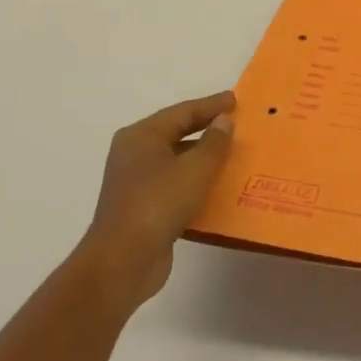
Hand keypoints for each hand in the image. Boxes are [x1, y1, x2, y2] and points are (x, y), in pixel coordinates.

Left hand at [79, 91, 234, 310]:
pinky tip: (218, 187)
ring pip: (177, 161)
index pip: (182, 112)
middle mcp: (134, 154)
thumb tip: (223, 120)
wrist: (123, 261)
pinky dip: (196, 182)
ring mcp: (136, 182)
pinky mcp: (143, 208)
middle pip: (176, 133)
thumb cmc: (159, 203)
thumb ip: (214, 142)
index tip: (236, 99)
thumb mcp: (196, 168)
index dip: (211, 105)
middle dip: (206, 128)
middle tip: (236, 122)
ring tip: (234, 154)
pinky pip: (175, 185)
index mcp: (142, 136)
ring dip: (203, 157)